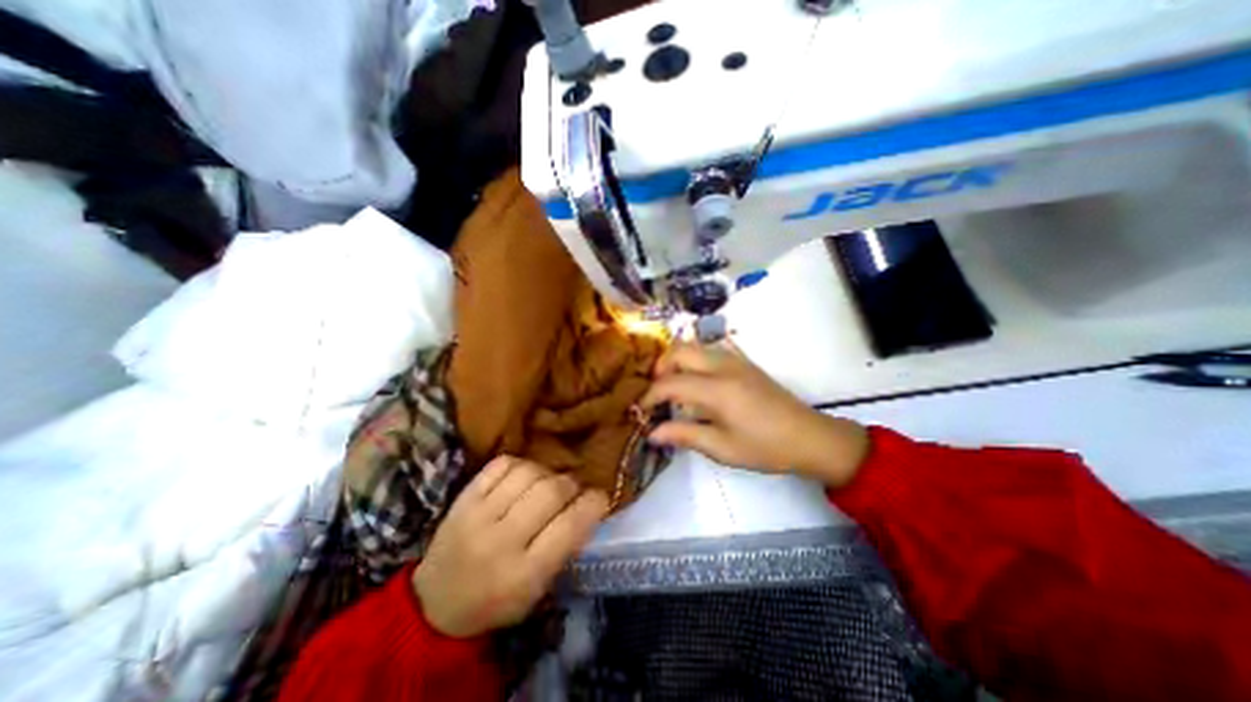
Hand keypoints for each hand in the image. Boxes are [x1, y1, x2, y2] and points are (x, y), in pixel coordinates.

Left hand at [415, 458, 609, 639]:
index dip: (593, 504)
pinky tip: (522, 477)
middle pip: (550, 492)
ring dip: (546, 473)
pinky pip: (501, 464)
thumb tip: (588, 504)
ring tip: (545, 483)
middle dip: (571, 485)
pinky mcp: (463, 498)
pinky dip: (519, 464)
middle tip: (572, 490)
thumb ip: (564, 547)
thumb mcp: (537, 589)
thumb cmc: (497, 600)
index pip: (570, 526)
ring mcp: (478, 516)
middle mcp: (501, 542)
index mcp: (524, 574)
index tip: (600, 496)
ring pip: (527, 472)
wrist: (435, 603)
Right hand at [645, 339, 871, 488]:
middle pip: (680, 350)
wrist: (809, 437)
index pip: (671, 383)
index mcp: (718, 390)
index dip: (651, 395)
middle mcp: (723, 366)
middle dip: (660, 367)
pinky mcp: (743, 361)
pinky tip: (696, 380)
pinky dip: (694, 359)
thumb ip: (684, 435)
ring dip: (677, 360)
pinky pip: (709, 350)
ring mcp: (735, 360)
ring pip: (694, 345)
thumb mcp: (722, 448)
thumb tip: (652, 433)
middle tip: (657, 392)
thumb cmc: (765, 448)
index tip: (642, 410)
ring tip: (672, 386)